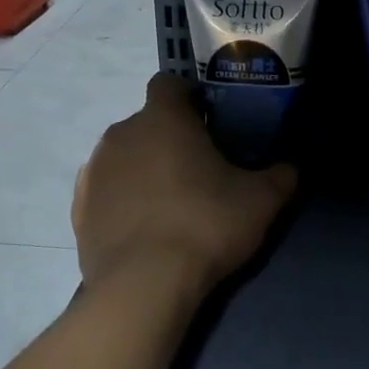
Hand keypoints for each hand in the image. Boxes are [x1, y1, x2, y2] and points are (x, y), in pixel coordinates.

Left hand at [73, 74, 296, 294]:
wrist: (143, 285)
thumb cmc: (205, 226)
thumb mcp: (262, 201)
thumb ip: (281, 175)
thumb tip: (289, 167)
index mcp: (162, 118)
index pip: (169, 83)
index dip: (189, 96)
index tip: (209, 121)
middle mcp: (121, 133)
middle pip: (147, 123)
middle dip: (169, 138)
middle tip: (199, 170)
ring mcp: (94, 170)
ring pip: (124, 156)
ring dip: (144, 169)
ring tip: (169, 204)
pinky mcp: (78, 208)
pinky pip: (106, 191)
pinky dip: (122, 200)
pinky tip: (143, 229)